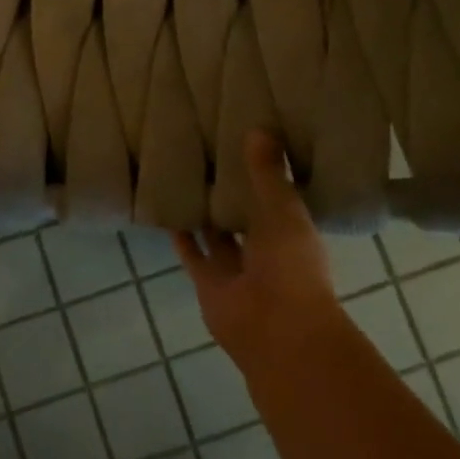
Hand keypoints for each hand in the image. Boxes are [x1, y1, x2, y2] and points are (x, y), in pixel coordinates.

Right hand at [171, 130, 343, 374]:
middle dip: (231, 193)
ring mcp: (236, 268)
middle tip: (209, 156)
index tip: (245, 145)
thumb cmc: (291, 265)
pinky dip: (181, 235)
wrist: (276, 329)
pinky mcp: (208, 281)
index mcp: (293, 233)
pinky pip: (192, 253)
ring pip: (217, 234)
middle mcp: (265, 250)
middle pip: (245, 216)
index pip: (276, 198)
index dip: (263, 176)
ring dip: (204, 212)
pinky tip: (166, 208)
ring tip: (185, 177)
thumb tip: (259, 128)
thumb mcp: (283, 210)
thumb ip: (268, 173)